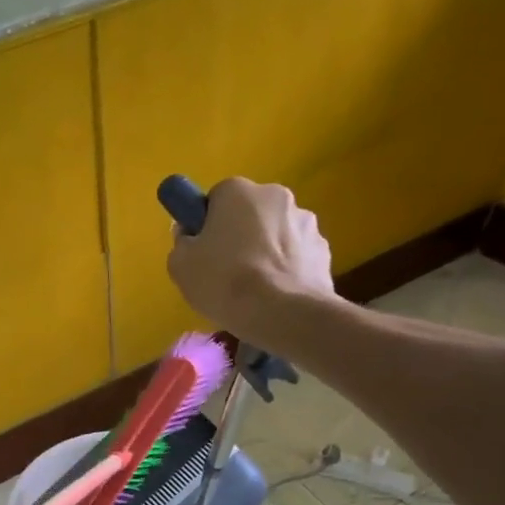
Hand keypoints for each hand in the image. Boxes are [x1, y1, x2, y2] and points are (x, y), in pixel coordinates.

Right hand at [166, 177, 335, 337]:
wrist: (282, 313)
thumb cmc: (224, 281)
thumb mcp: (181, 265)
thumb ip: (181, 242)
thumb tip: (190, 234)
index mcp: (238, 191)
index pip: (216, 197)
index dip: (207, 222)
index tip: (202, 247)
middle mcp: (276, 196)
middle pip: (250, 212)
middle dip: (240, 234)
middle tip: (225, 269)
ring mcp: (306, 222)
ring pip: (276, 233)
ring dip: (266, 251)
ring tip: (254, 288)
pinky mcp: (324, 250)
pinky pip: (297, 255)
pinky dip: (287, 269)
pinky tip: (276, 294)